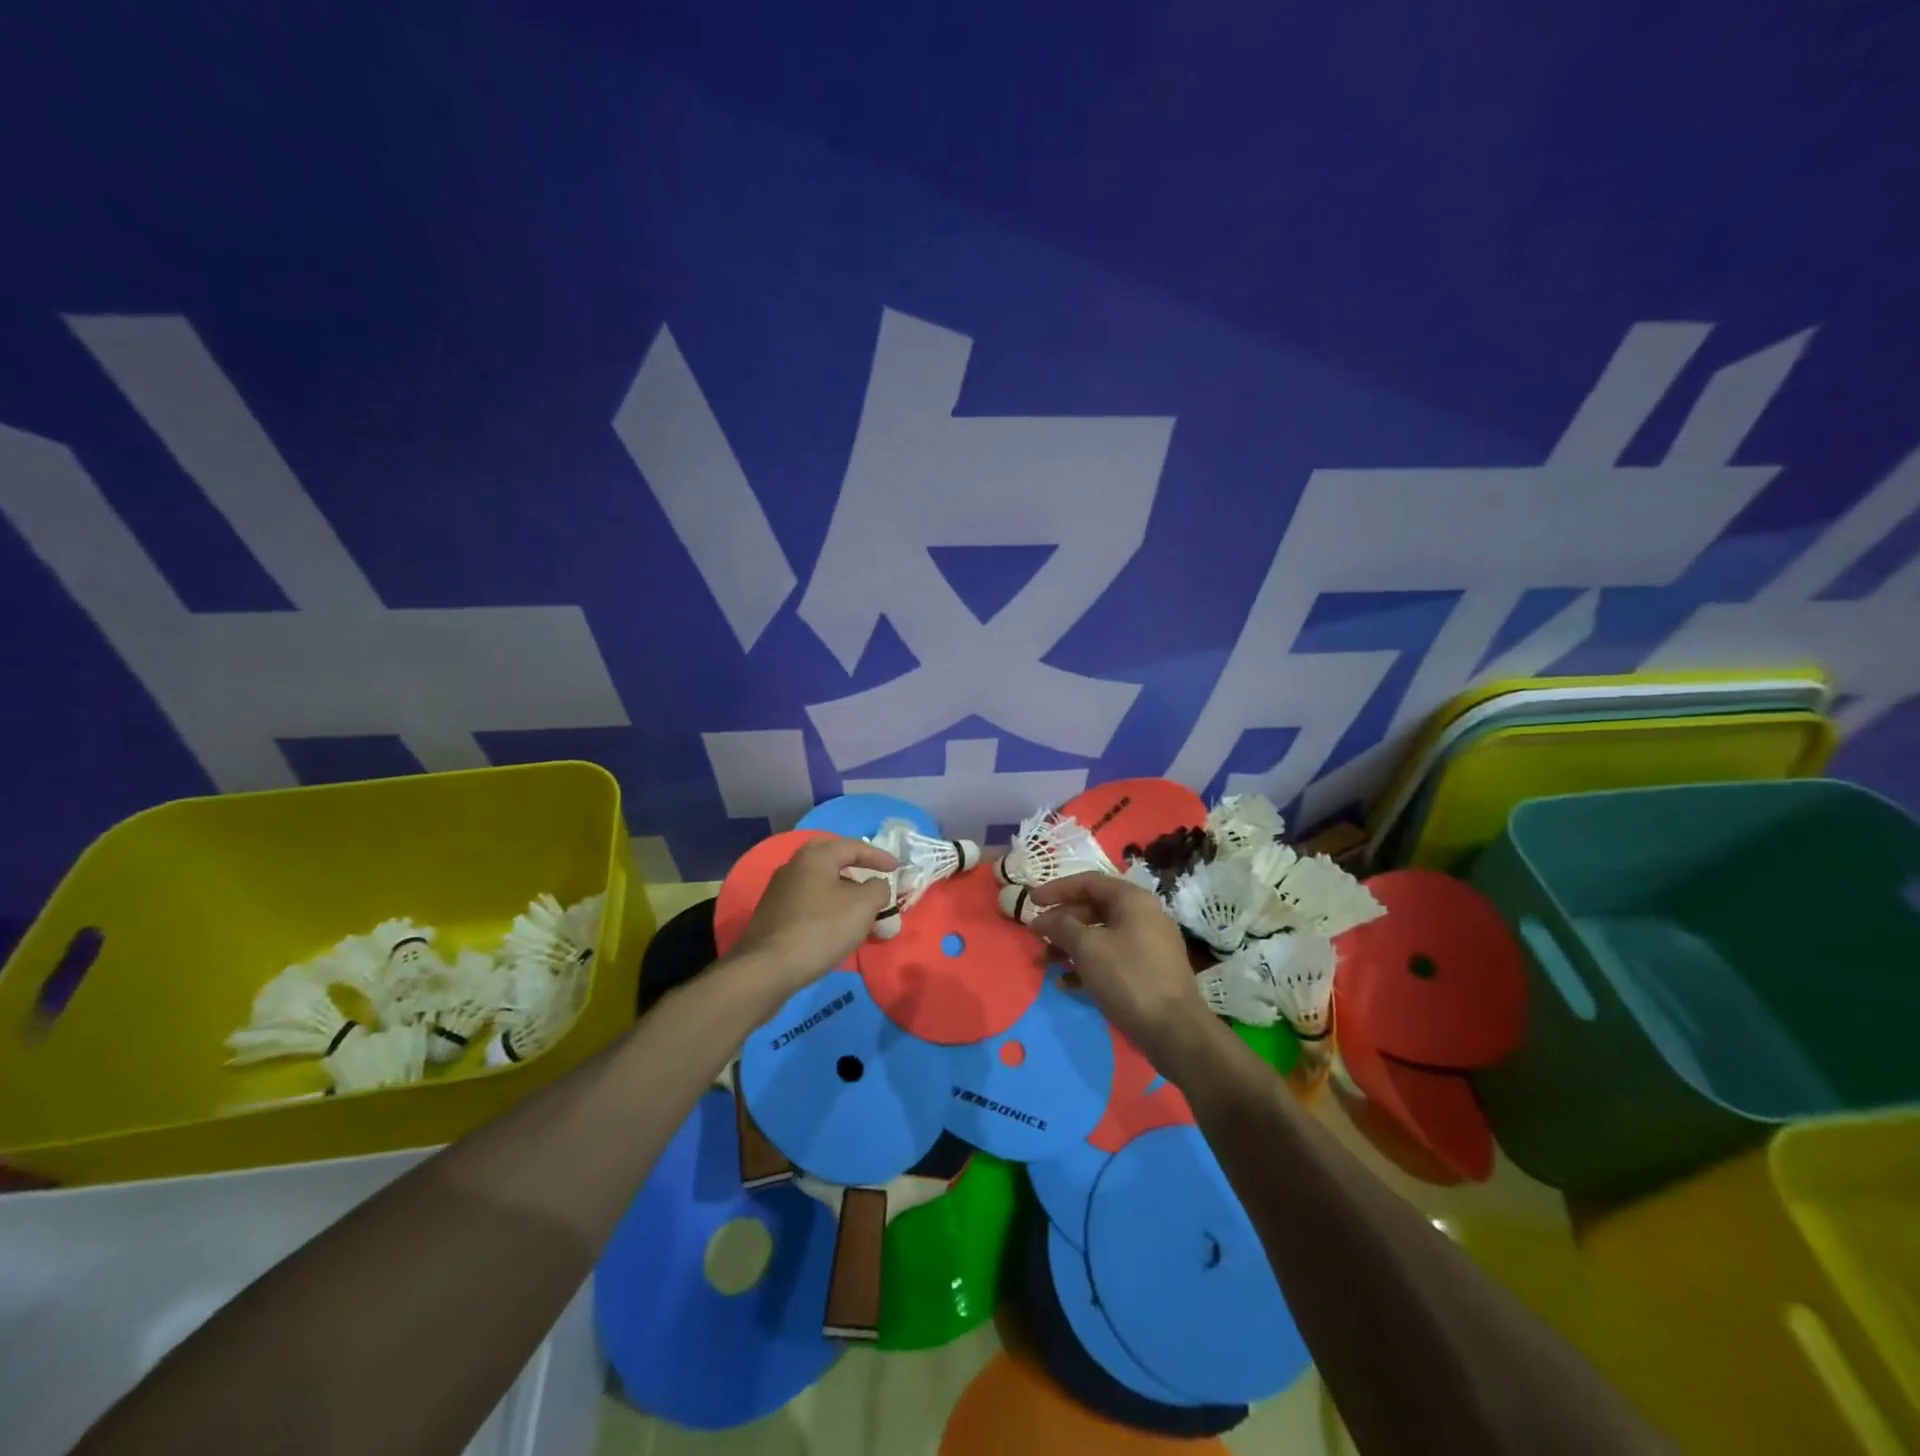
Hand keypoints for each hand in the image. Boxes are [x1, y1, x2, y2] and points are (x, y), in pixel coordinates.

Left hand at [727, 837, 898, 994]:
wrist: (768, 968)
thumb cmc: (820, 930)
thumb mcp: (862, 907)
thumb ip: (878, 889)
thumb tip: (877, 885)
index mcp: (815, 857)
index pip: (852, 846)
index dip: (878, 856)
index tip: (896, 868)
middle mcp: (793, 865)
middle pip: (829, 856)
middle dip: (853, 862)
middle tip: (870, 872)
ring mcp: (779, 889)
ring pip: (816, 878)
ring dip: (839, 884)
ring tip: (856, 900)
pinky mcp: (772, 913)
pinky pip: (807, 897)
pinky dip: (825, 901)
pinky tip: (833, 919)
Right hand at [1028, 872, 1215, 1072]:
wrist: (1176, 1031)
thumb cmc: (1129, 978)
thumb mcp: (1088, 948)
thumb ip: (1061, 927)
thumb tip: (1042, 919)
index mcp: (1133, 900)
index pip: (1088, 882)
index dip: (1056, 889)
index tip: (1031, 901)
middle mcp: (1144, 916)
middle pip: (1094, 908)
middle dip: (1061, 922)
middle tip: (1036, 936)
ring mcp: (1149, 944)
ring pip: (1101, 935)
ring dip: (1070, 946)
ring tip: (1044, 963)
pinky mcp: (1149, 971)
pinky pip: (1112, 958)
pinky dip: (1088, 965)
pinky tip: (1066, 983)